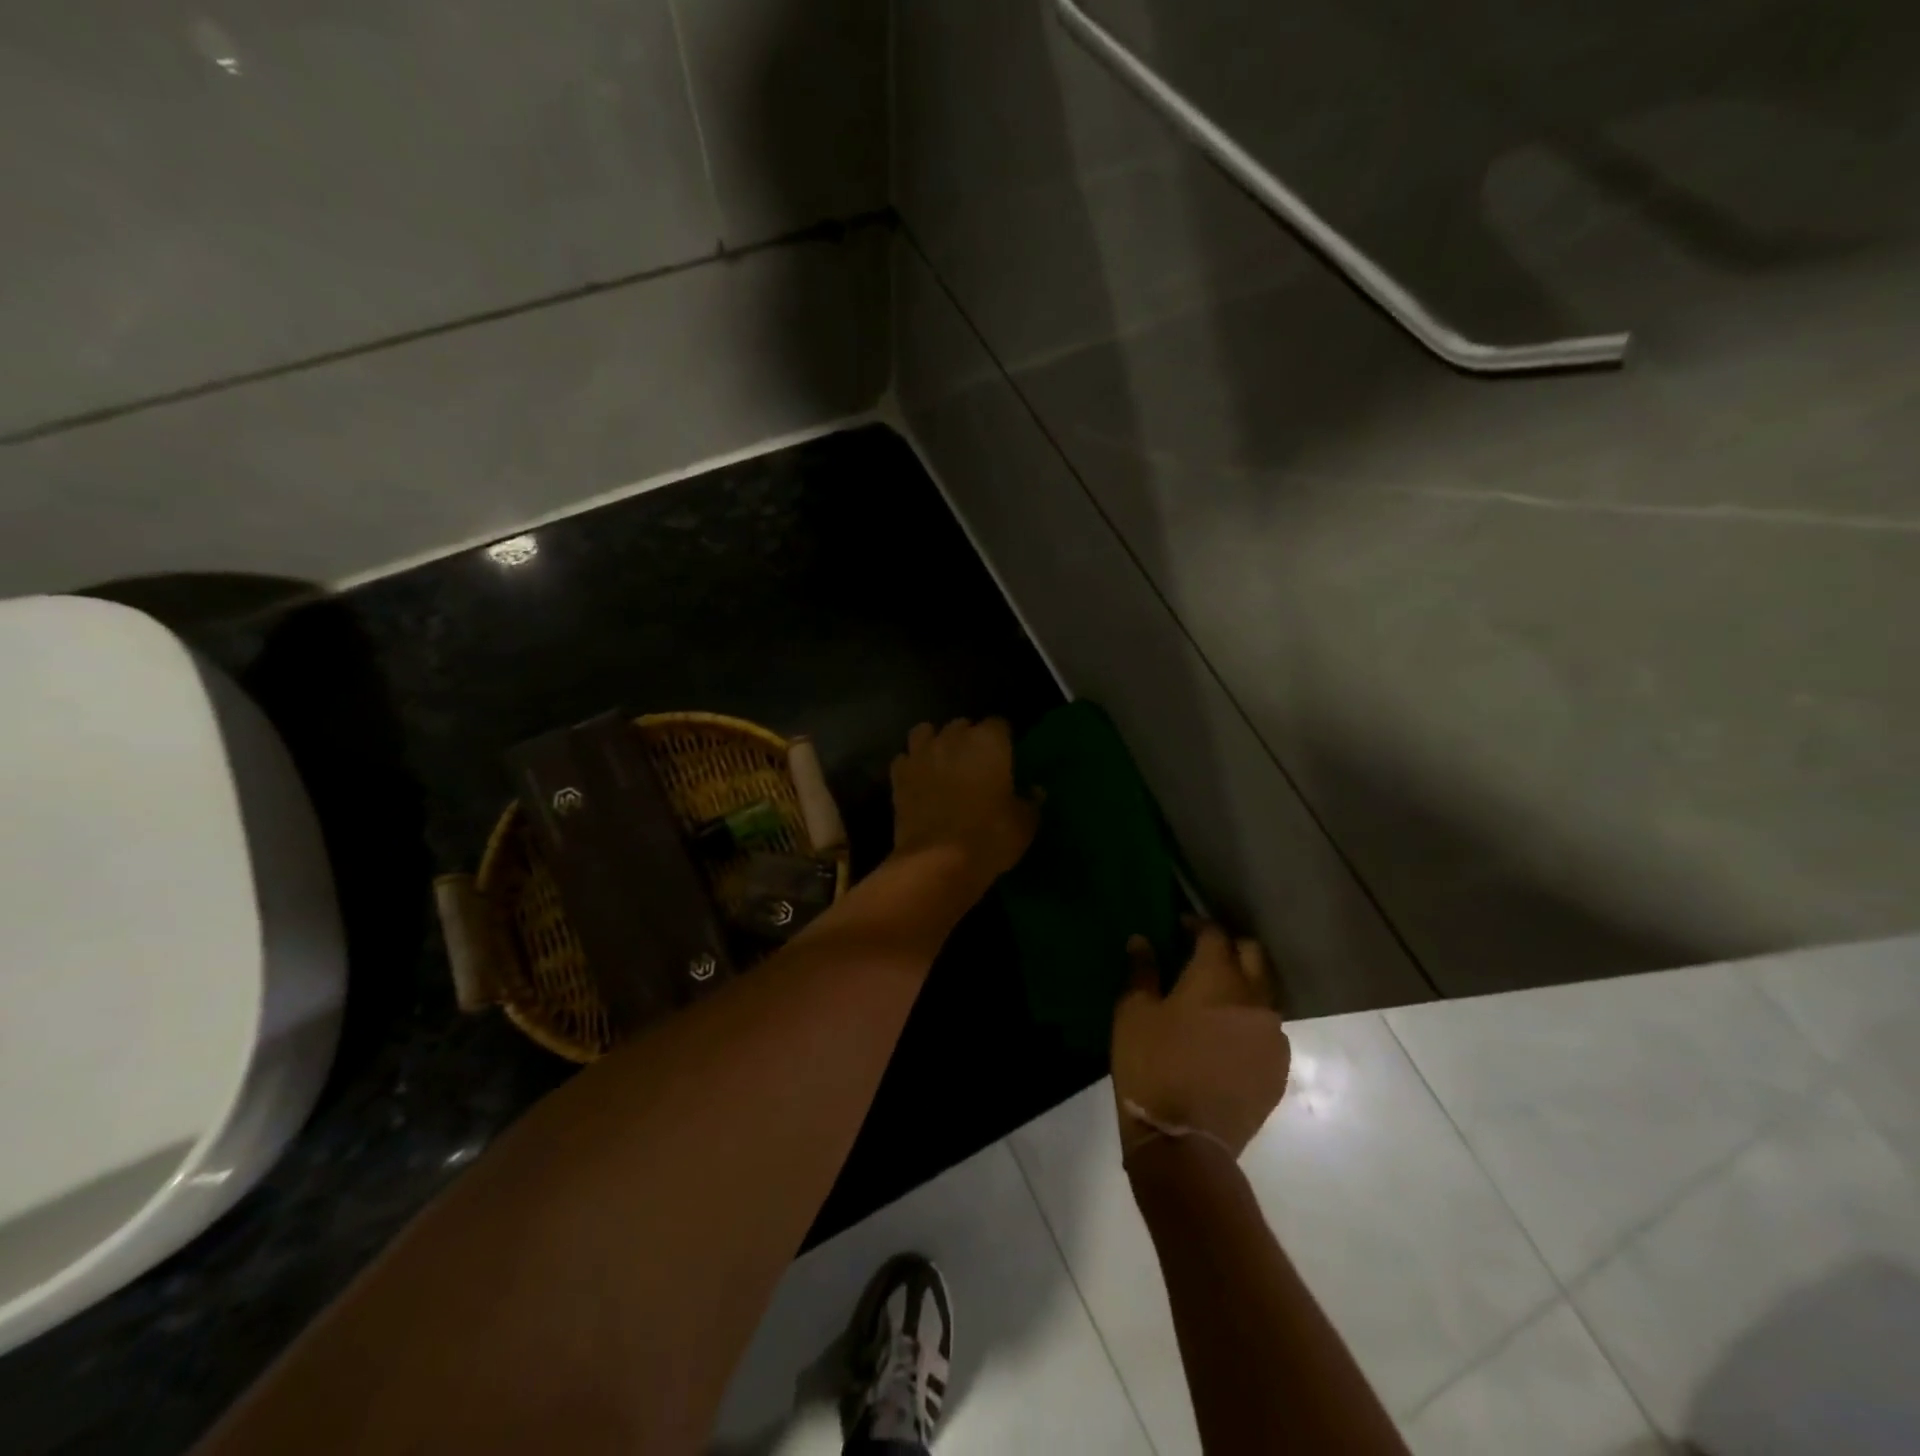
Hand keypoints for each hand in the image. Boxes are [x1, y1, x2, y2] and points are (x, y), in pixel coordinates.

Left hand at [889, 718, 1037, 888]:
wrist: (938, 860)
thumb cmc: (990, 837)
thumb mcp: (1024, 824)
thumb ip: (1030, 802)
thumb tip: (1035, 790)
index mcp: (989, 741)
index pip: (999, 724)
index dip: (1003, 739)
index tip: (1007, 756)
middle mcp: (953, 738)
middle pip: (961, 725)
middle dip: (968, 738)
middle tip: (976, 763)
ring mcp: (921, 754)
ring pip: (925, 732)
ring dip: (934, 742)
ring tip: (942, 762)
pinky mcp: (898, 776)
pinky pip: (904, 759)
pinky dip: (911, 766)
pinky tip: (919, 781)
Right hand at [1111, 922, 1289, 1159]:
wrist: (1184, 1142)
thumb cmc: (1151, 1066)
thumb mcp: (1134, 1013)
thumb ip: (1142, 971)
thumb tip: (1142, 940)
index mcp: (1218, 978)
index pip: (1215, 934)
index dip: (1197, 924)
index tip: (1180, 927)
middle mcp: (1254, 999)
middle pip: (1252, 955)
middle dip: (1229, 947)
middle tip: (1202, 955)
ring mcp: (1273, 1036)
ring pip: (1264, 993)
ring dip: (1243, 985)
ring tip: (1215, 999)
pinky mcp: (1279, 1069)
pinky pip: (1268, 1030)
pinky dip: (1249, 1022)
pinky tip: (1226, 1037)